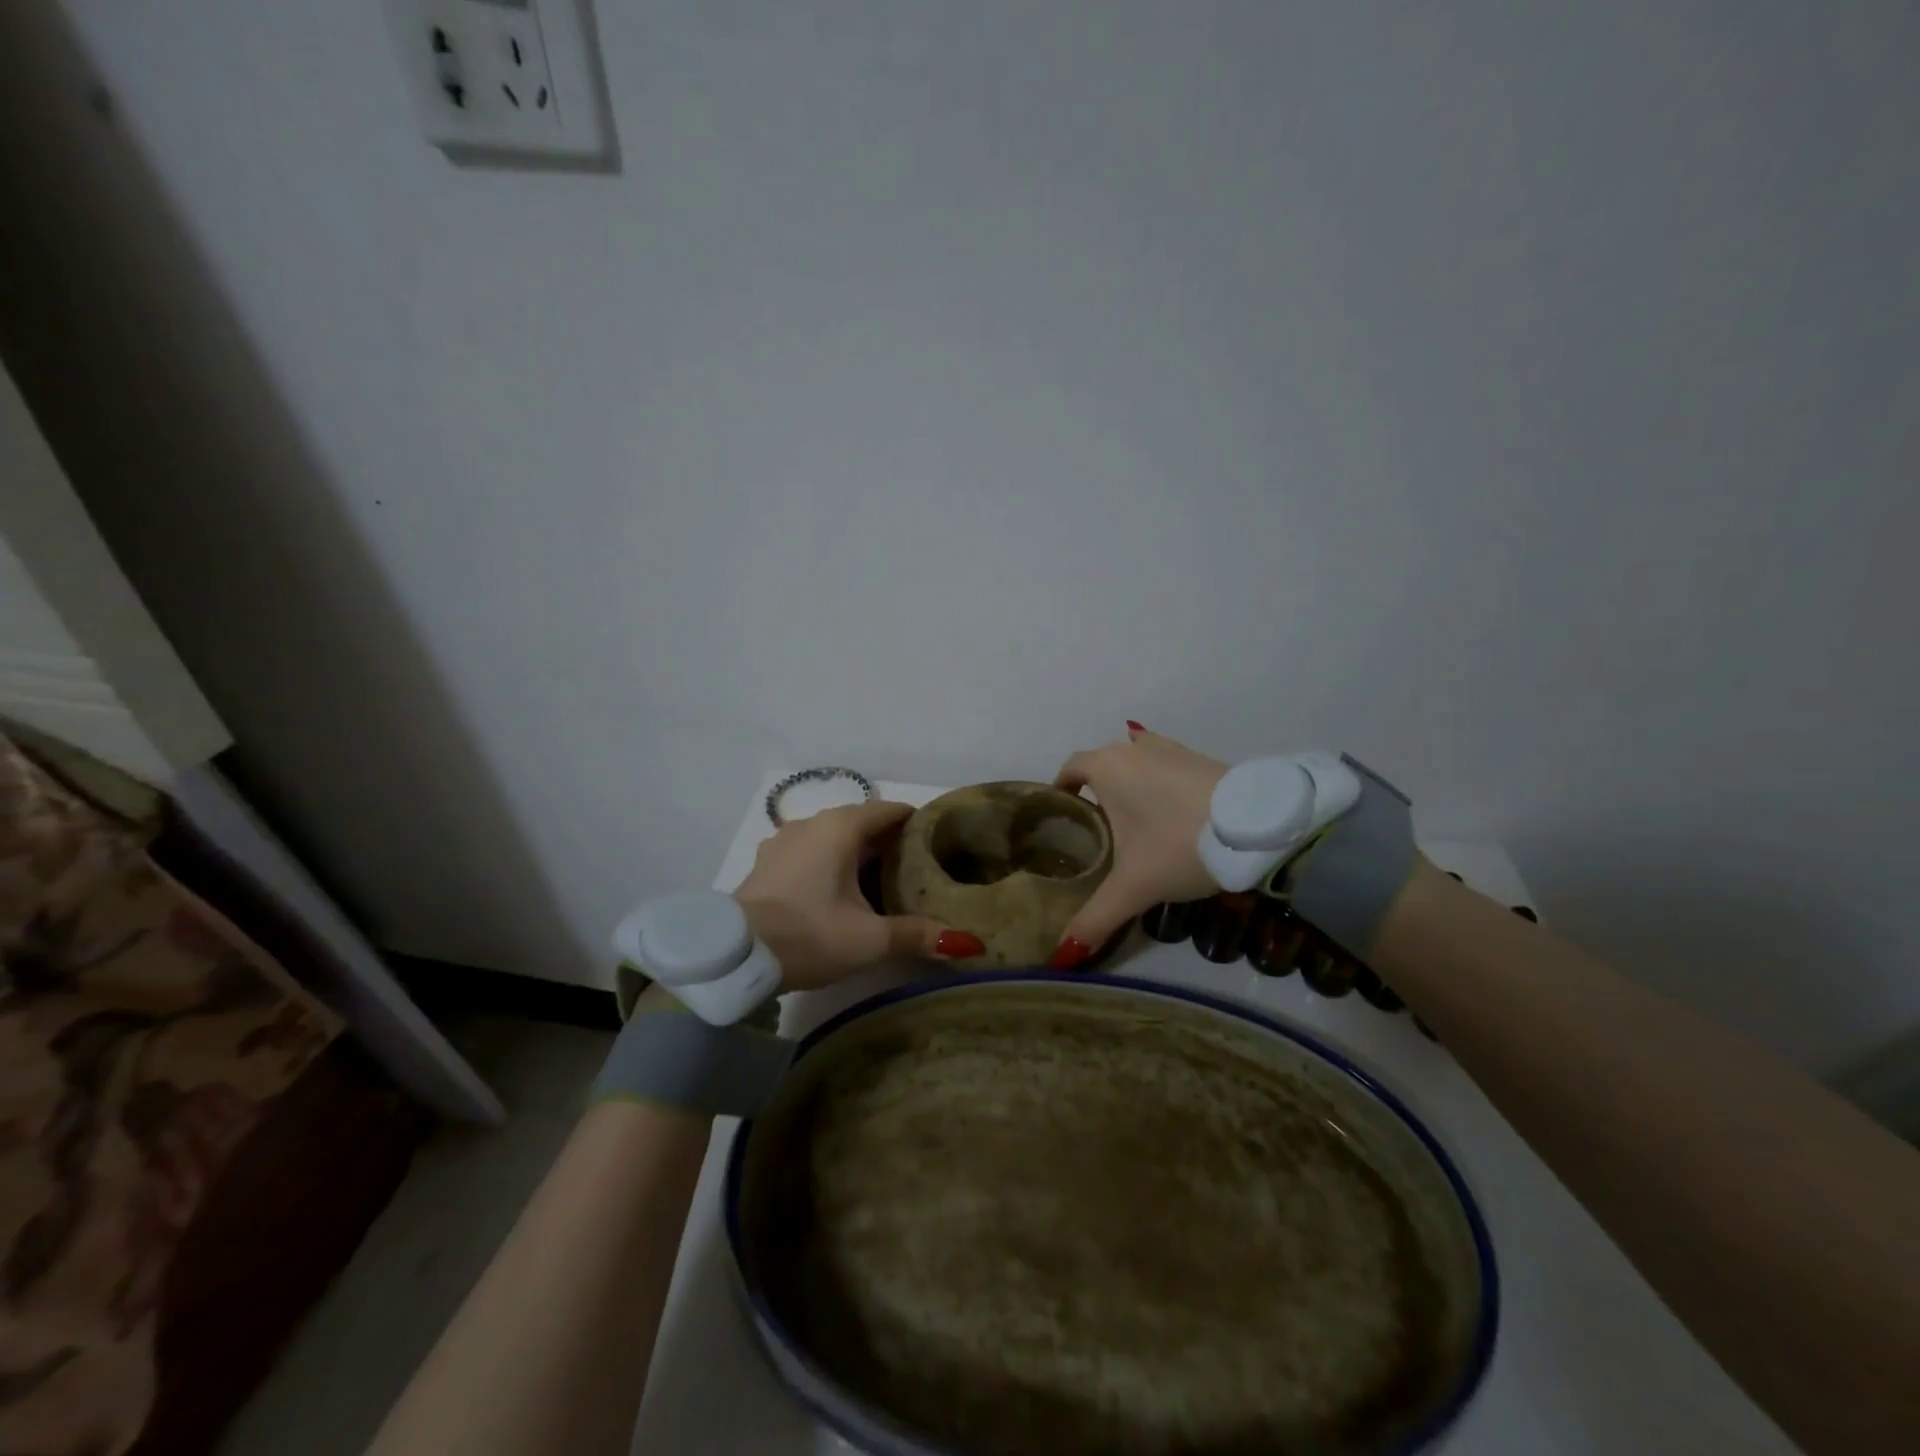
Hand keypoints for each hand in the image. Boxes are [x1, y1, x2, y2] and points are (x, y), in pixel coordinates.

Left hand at [733, 800, 984, 990]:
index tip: (936, 840)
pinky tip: (836, 892)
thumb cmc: (809, 935)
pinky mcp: (767, 863)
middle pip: (861, 822)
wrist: (735, 957)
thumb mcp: (869, 939)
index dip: (916, 822)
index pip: (888, 810)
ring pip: (832, 837)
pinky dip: (829, 862)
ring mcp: (783, 841)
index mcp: (840, 828)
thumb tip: (970, 945)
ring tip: (879, 882)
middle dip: (888, 841)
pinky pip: (810, 851)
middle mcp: (811, 824)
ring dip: (856, 853)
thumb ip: (918, 935)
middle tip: (915, 868)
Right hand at [1051, 724, 1227, 963]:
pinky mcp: (1203, 758)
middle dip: (1096, 790)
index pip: (1070, 766)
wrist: (1257, 827)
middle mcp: (1135, 749)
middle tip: (1097, 828)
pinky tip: (1171, 811)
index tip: (1062, 813)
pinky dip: (1161, 782)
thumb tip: (1062, 956)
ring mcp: (1172, 749)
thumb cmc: (1178, 845)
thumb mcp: (1134, 887)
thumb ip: (1096, 918)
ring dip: (1130, 783)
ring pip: (1137, 760)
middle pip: (1103, 763)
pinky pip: (1167, 765)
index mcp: (1107, 767)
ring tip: (1134, 820)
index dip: (1062, 787)